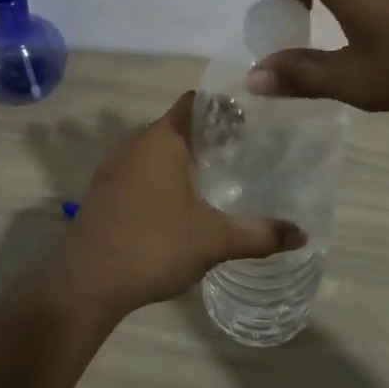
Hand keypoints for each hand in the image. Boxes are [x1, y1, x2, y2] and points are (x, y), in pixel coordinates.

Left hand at [54, 93, 304, 319]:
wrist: (86, 284)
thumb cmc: (153, 246)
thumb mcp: (214, 240)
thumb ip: (259, 234)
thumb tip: (302, 235)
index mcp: (161, 139)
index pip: (195, 103)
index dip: (224, 107)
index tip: (252, 120)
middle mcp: (134, 144)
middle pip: (177, 126)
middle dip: (210, 136)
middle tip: (245, 152)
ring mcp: (114, 168)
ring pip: (157, 151)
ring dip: (184, 159)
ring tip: (218, 178)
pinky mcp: (103, 193)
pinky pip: (140, 172)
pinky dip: (163, 178)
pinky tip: (181, 205)